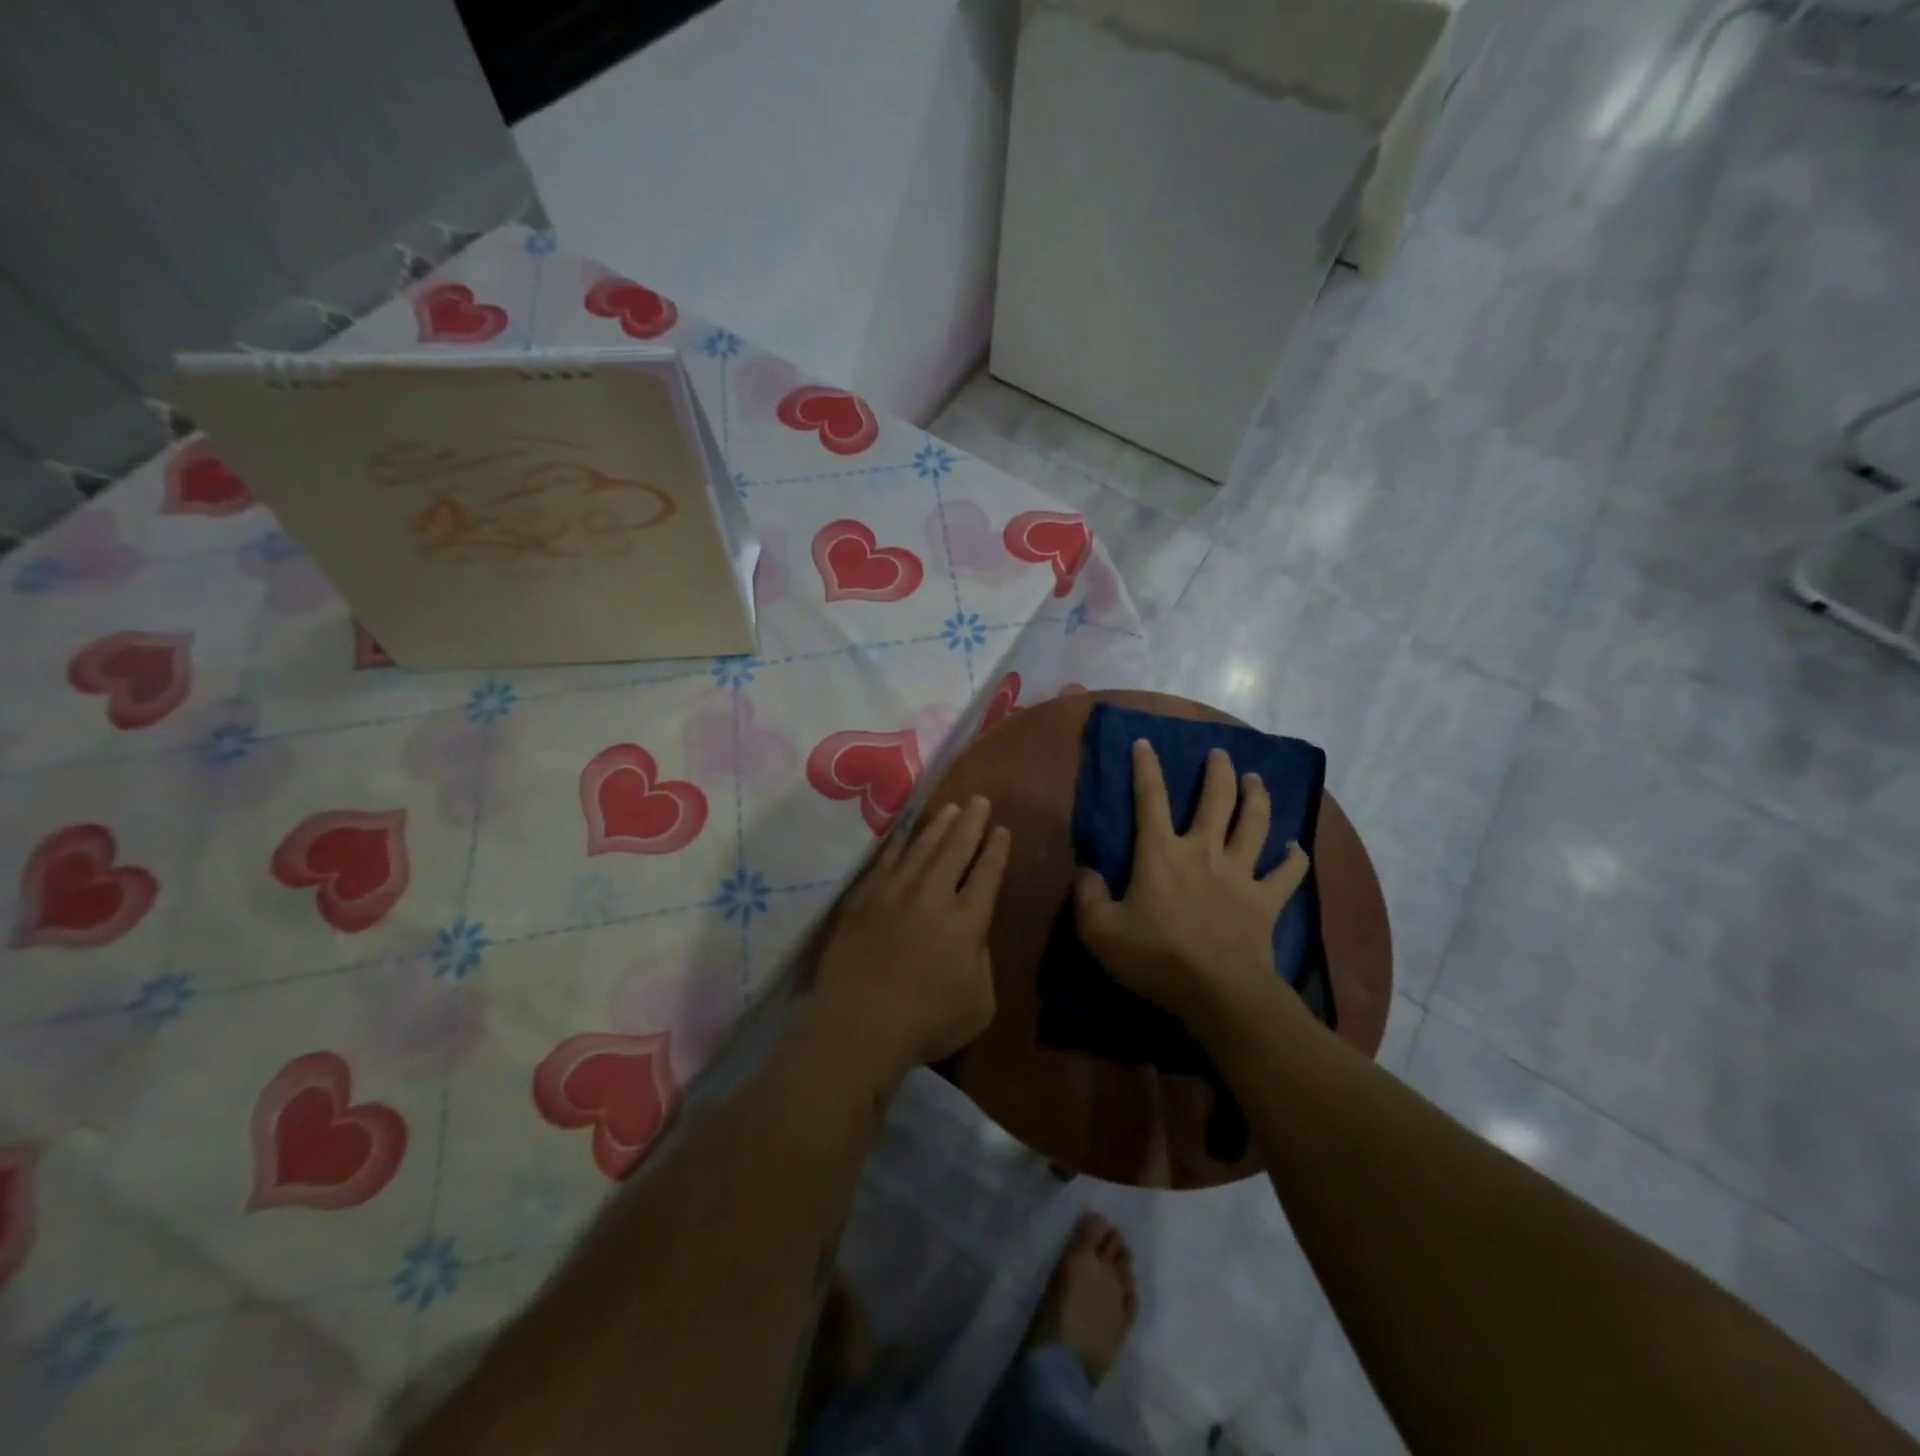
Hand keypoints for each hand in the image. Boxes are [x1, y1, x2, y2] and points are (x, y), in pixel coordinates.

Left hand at [815, 796, 1011, 1071]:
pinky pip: (884, 861)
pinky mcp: (863, 899)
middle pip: (955, 849)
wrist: (859, 1025)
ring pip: (921, 848)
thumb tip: (974, 937)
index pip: (987, 875)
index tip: (1002, 829)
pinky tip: (903, 831)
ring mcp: (894, 893)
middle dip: (970, 823)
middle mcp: (933, 896)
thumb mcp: (979, 1004)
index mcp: (967, 922)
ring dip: (938, 825)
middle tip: (979, 799)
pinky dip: (896, 843)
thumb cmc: (926, 1023)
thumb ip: (982, 963)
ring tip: (950, 807)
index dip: (996, 850)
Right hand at [1074, 740, 1311, 1038]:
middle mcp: (1202, 852)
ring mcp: (1239, 875)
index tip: (1145, 742)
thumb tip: (1085, 871)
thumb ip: (1087, 895)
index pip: (1149, 799)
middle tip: (1220, 754)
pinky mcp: (1265, 901)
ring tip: (1256, 779)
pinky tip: (1297, 847)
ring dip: (1257, 798)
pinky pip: (1287, 874)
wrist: (1218, 993)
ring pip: (1254, 824)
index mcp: (1160, 853)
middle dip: (1217, 772)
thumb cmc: (1155, 958)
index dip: (1145, 767)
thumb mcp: (1099, 931)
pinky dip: (1294, 858)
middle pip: (1215, 801)